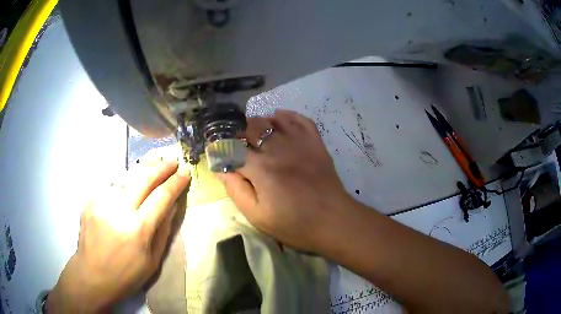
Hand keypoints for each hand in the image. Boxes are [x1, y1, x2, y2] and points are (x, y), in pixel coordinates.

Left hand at [46, 160, 190, 312]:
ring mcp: (101, 202)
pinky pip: (111, 185)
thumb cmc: (126, 275)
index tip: (185, 173)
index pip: (162, 197)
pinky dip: (124, 181)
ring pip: (126, 176)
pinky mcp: (90, 201)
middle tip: (172, 160)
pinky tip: (130, 182)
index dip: (175, 183)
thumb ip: (163, 231)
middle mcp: (119, 210)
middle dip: (161, 166)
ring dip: (143, 168)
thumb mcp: (153, 261)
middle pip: (143, 178)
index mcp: (138, 230)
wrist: (92, 276)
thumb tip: (171, 206)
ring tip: (154, 162)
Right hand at [220, 110, 353, 251]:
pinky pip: (299, 119)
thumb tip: (221, 169)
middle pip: (251, 127)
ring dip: (258, 123)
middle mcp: (277, 148)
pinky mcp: (315, 142)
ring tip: (254, 133)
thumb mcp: (258, 216)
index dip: (222, 147)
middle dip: (238, 131)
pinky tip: (279, 119)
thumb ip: (236, 191)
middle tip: (236, 143)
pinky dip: (286, 116)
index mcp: (260, 168)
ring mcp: (299, 142)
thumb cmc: (294, 224)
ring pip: (272, 119)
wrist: (333, 221)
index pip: (232, 147)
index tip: (218, 151)